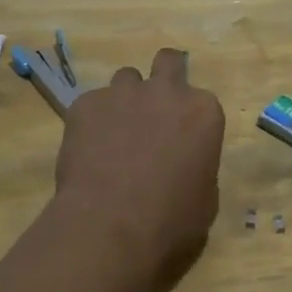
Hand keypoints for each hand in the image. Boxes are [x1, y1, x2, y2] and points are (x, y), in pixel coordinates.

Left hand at [53, 49, 224, 285]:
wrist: (109, 229)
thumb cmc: (170, 223)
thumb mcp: (205, 200)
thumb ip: (198, 166)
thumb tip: (184, 165)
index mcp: (203, 112)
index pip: (201, 102)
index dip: (189, 121)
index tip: (181, 143)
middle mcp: (166, 91)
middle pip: (167, 61)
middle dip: (162, 77)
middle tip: (153, 110)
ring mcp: (123, 92)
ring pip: (126, 80)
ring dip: (125, 101)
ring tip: (114, 136)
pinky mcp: (85, 103)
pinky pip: (91, 104)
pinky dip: (91, 122)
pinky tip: (87, 153)